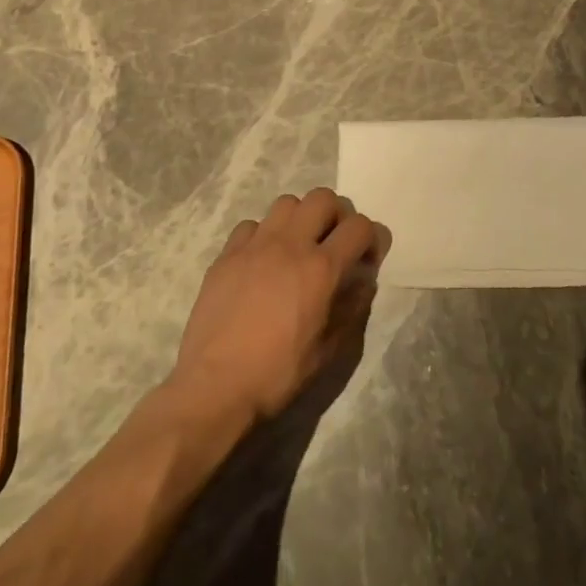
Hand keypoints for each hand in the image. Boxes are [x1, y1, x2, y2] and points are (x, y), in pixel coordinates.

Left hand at [172, 188, 391, 421]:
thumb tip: (363, 282)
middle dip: (337, 214)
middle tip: (333, 242)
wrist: (214, 387)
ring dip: (300, 218)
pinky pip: (251, 226)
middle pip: (323, 197)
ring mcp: (254, 246)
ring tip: (297, 246)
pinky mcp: (226, 255)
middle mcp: (290, 245)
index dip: (371, 237)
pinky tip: (261, 261)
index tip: (366, 259)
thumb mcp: (328, 350)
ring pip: (286, 203)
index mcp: (321, 268)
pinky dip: (263, 236)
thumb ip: (351, 308)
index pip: (359, 226)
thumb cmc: (277, 373)